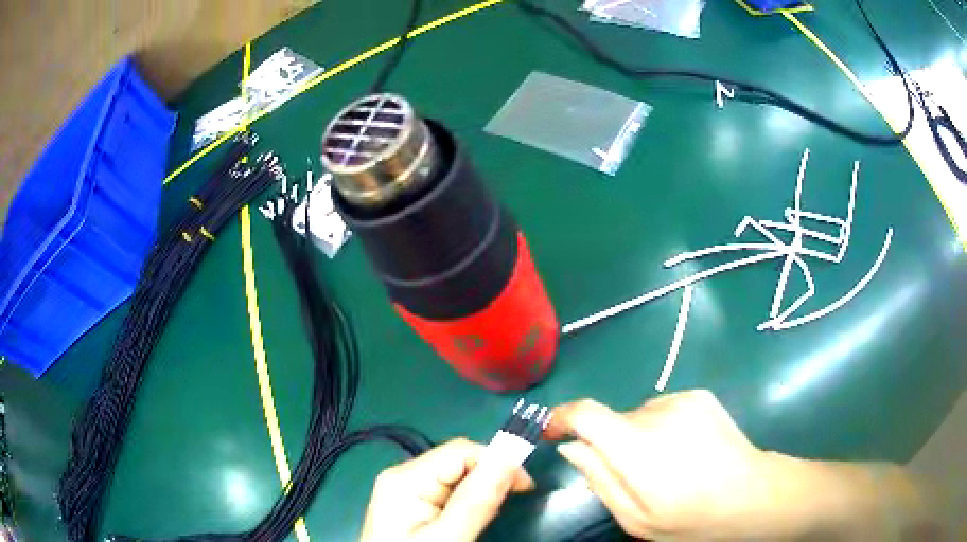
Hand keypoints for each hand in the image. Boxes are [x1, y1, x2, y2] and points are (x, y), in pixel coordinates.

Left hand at [360, 438, 534, 541]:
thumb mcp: (448, 537)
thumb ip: (476, 501)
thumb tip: (509, 458)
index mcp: (405, 479)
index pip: (461, 450)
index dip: (497, 462)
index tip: (525, 488)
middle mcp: (402, 477)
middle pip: (457, 461)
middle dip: (488, 478)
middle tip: (506, 507)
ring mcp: (404, 491)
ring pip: (455, 477)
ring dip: (479, 491)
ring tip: (487, 517)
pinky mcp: (410, 506)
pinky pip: (446, 492)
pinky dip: (467, 502)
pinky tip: (469, 520)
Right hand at [546, 390, 772, 538]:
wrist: (750, 495)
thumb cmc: (689, 518)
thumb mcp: (635, 517)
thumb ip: (599, 480)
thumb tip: (571, 447)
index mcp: (636, 447)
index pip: (585, 413)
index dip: (560, 417)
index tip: (550, 431)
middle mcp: (656, 413)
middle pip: (613, 419)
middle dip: (609, 443)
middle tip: (632, 475)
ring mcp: (681, 400)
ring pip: (638, 415)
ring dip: (638, 436)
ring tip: (665, 465)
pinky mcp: (699, 395)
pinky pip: (663, 408)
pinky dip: (660, 426)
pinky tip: (685, 449)